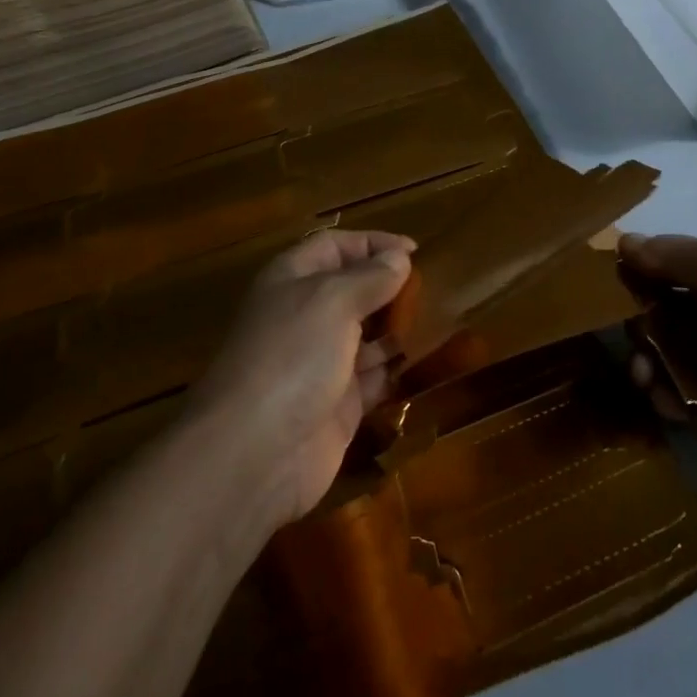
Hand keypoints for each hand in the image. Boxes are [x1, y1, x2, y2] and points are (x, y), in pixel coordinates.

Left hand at [190, 229, 414, 528]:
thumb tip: (399, 258)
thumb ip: (371, 277)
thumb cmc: (293, 355)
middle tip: (433, 289)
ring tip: (439, 320)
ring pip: (366, 334)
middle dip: (390, 287)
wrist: (256, 453)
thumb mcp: (333, 300)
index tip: (415, 252)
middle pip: (353, 289)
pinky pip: (374, 377)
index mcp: (293, 280)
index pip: (335, 247)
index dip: (373, 243)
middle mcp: (306, 315)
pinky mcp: (338, 404)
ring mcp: (321, 362)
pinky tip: (425, 360)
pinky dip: (396, 368)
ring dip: (398, 327)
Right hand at [618, 234, 696, 471]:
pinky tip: (667, 403)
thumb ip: (674, 255)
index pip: (674, 269)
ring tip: (645, 378)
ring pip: (673, 360)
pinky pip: (690, 400)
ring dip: (650, 365)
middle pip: (667, 317)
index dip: (643, 274)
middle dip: (641, 326)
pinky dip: (672, 400)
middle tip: (632, 340)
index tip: (611, 284)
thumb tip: (624, 240)